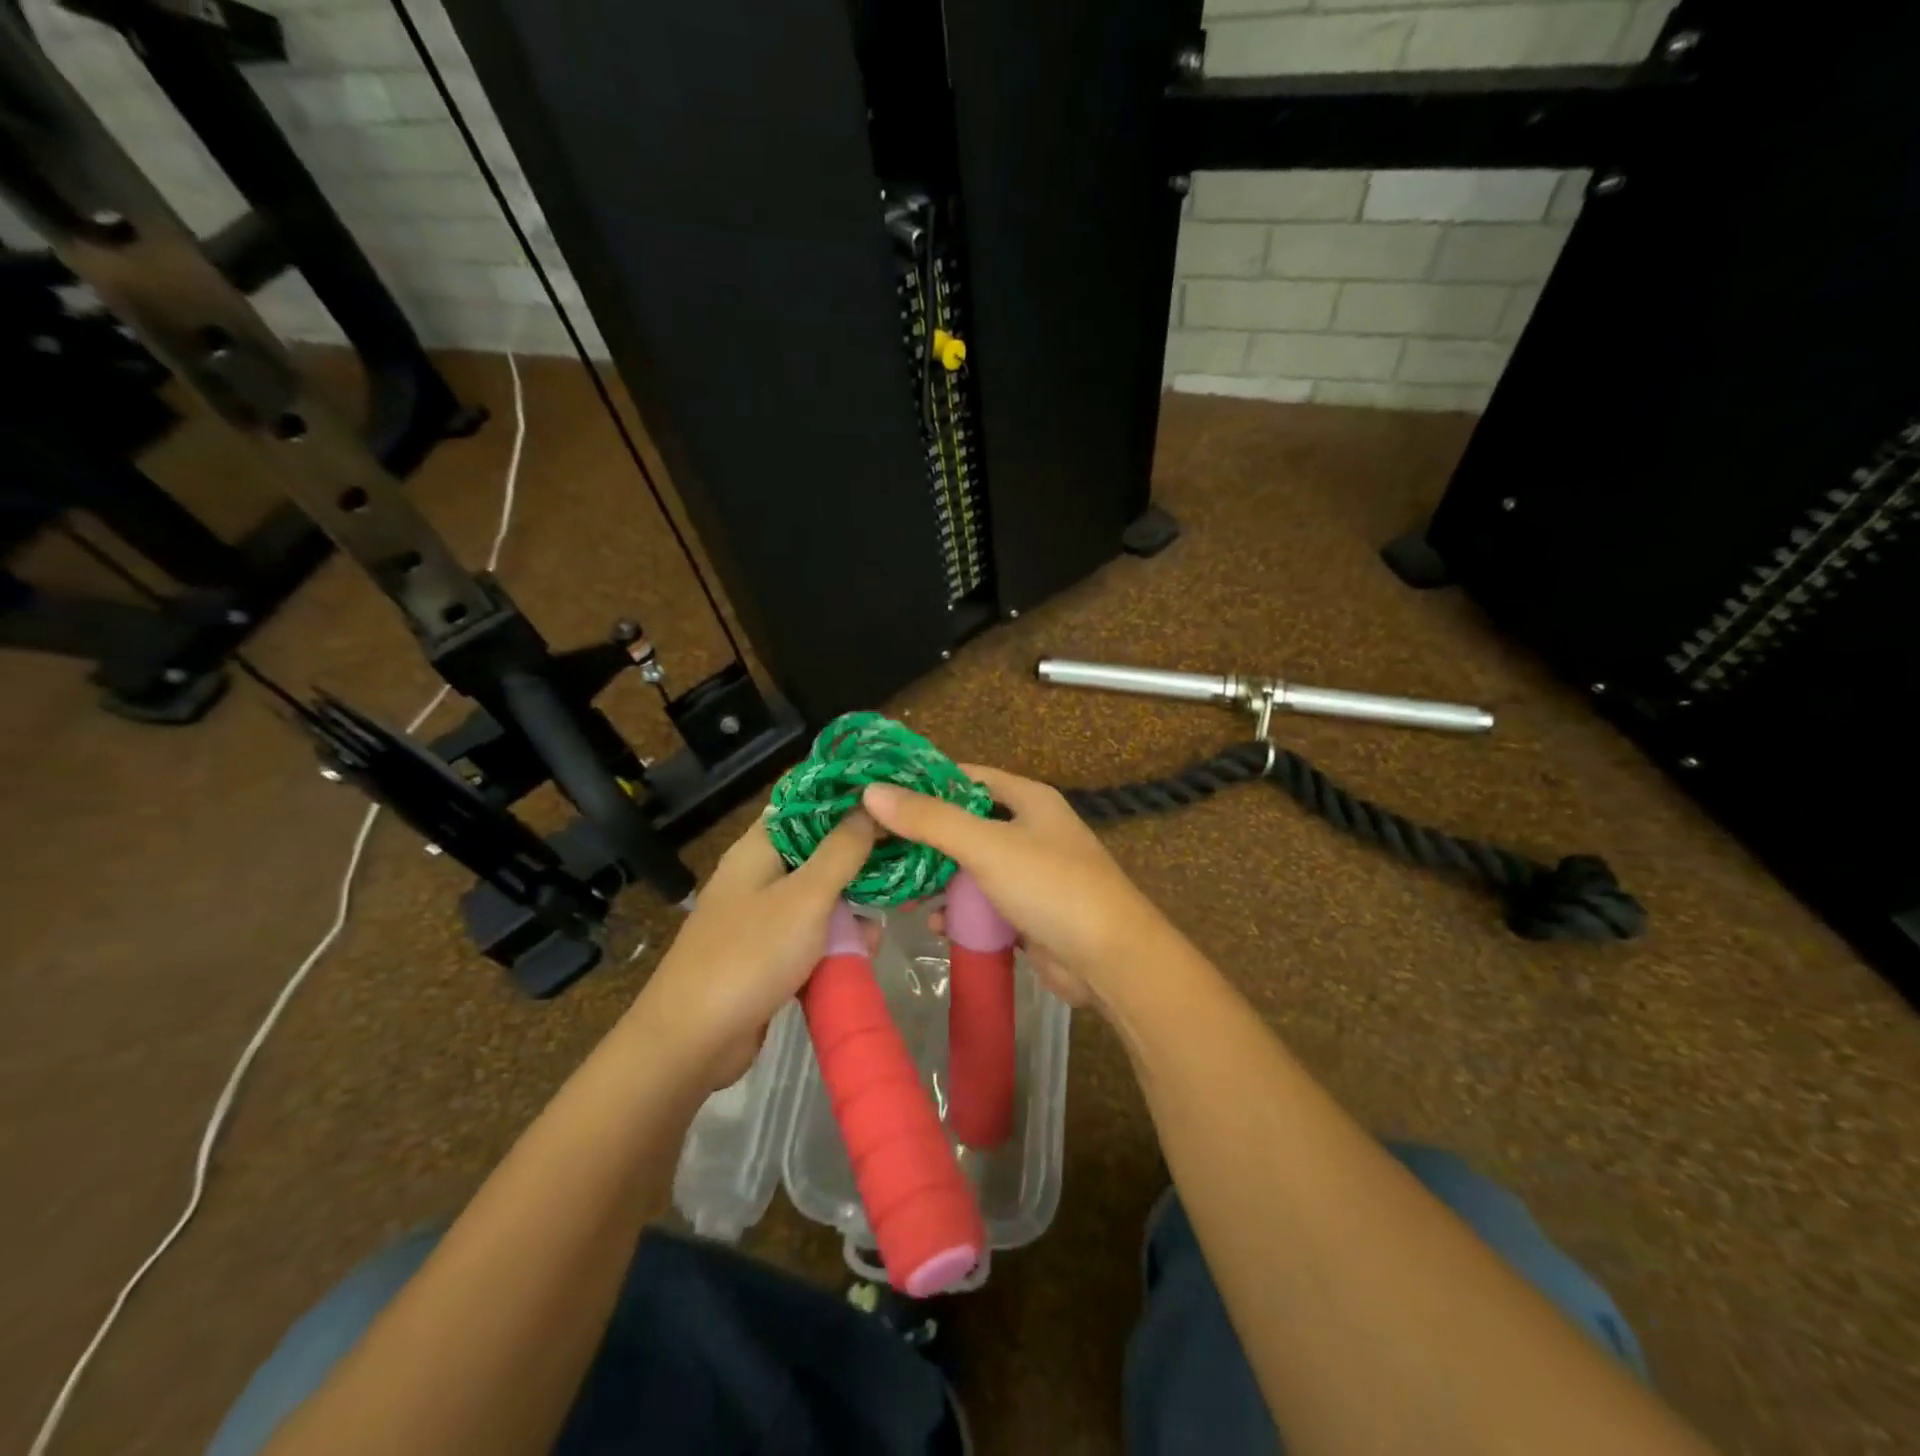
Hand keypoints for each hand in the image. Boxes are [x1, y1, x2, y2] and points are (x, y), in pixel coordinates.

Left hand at [633, 810, 876, 1089]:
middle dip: (860, 859)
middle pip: (818, 851)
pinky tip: (865, 951)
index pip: (805, 803)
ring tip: (889, 918)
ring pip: (819, 897)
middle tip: (905, 862)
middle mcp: (759, 874)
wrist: (693, 1041)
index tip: (891, 799)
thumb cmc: (751, 955)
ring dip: (852, 907)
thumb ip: (842, 850)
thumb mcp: (807, 897)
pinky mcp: (768, 954)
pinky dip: (836, 940)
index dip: (846, 797)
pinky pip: (811, 935)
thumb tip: (869, 804)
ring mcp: (761, 916)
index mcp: (759, 847)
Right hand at [861, 766, 1175, 1010]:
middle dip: (924, 837)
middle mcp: (1029, 829)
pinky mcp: (1027, 912)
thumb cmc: (1052, 887)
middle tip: (874, 844)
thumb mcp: (988, 846)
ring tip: (893, 886)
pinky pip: (983, 904)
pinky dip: (959, 911)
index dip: (923, 782)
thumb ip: (931, 820)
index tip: (878, 792)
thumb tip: (872, 792)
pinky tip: (932, 924)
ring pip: (971, 867)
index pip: (966, 777)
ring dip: (938, 878)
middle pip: (965, 823)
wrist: (1110, 961)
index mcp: (1028, 799)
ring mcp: (1029, 873)